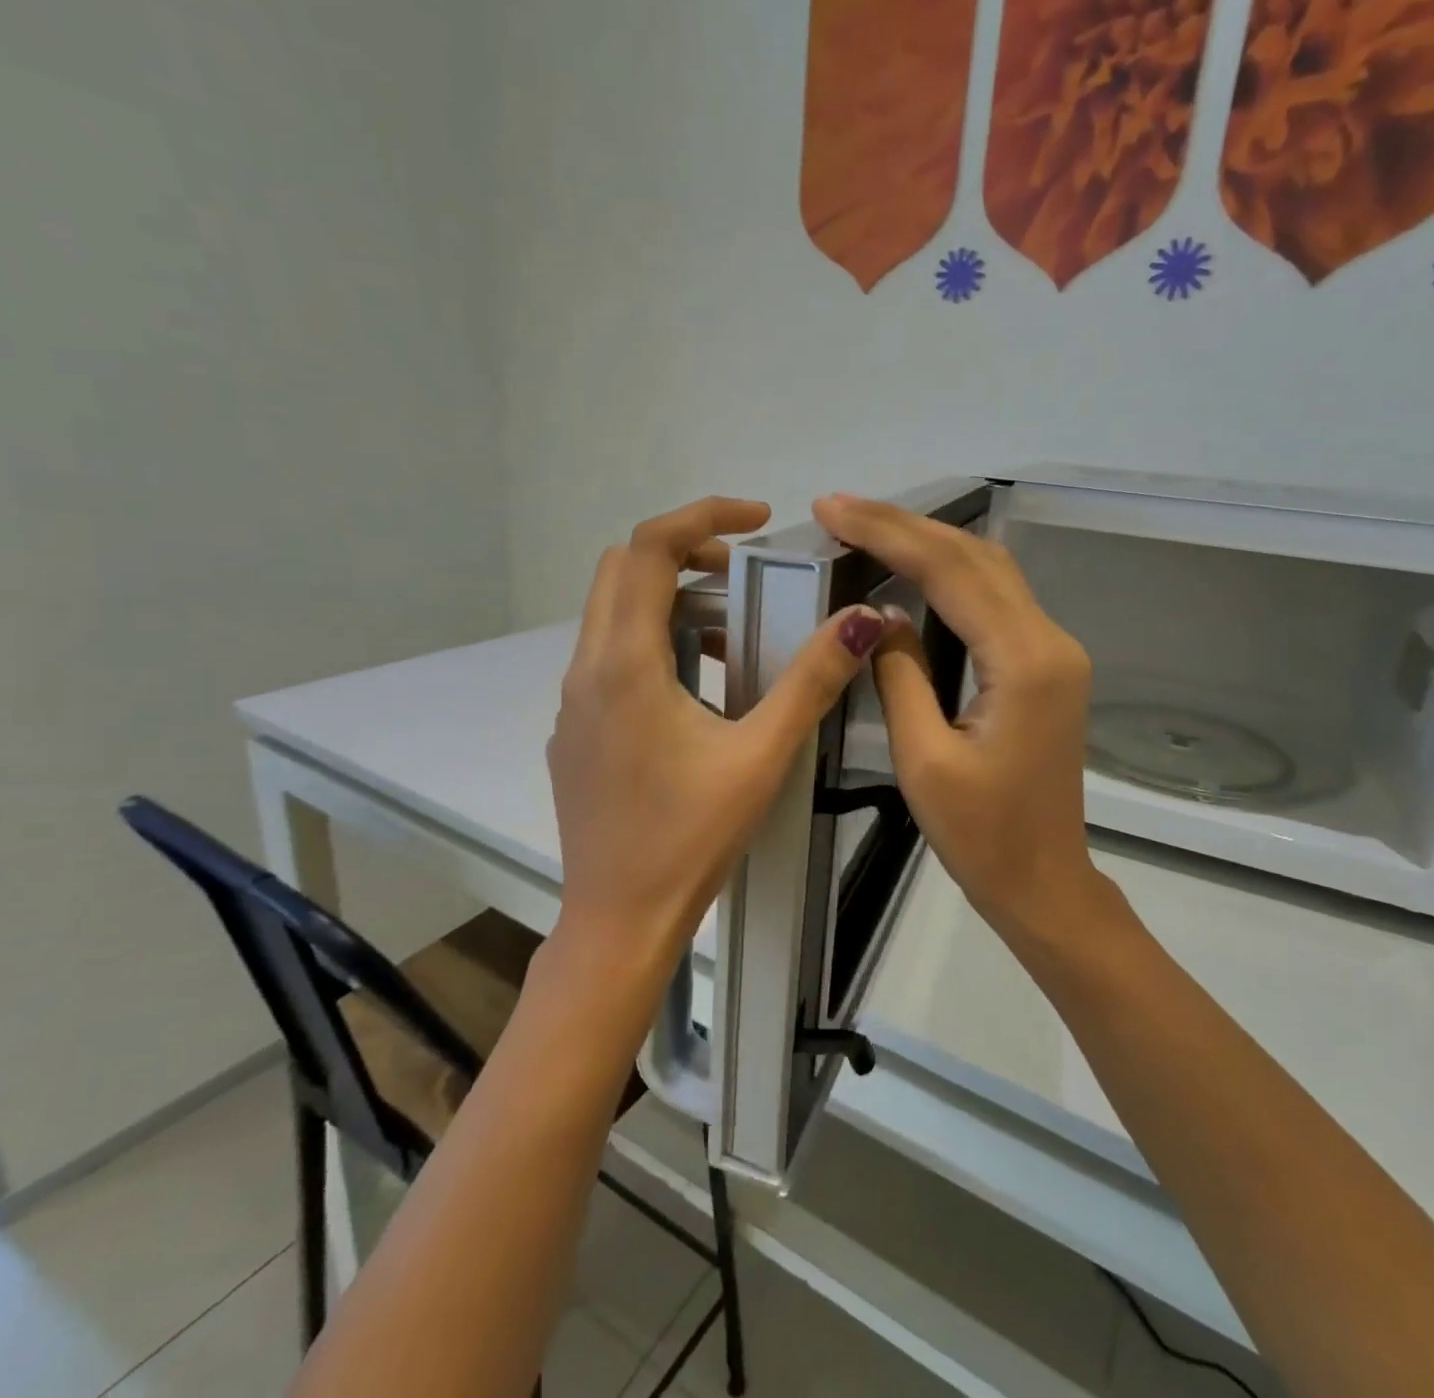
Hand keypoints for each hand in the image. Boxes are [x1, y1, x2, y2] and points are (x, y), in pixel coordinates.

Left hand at [548, 497, 886, 973]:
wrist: (619, 918)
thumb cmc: (690, 838)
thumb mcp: (760, 756)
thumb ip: (810, 683)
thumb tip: (860, 622)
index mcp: (624, 665)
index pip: (647, 548)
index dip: (703, 515)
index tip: (759, 519)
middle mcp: (586, 671)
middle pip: (622, 572)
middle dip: (685, 552)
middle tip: (746, 574)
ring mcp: (573, 703)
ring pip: (614, 616)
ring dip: (670, 601)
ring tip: (732, 633)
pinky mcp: (576, 732)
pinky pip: (610, 659)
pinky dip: (653, 643)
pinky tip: (700, 689)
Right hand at [812, 493, 1103, 942]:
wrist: (1044, 883)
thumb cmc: (982, 838)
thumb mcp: (923, 759)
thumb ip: (900, 674)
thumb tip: (881, 614)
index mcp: (1024, 663)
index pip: (950, 572)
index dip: (887, 533)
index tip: (831, 509)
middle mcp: (1050, 642)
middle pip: (975, 558)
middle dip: (905, 526)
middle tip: (839, 509)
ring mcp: (1054, 652)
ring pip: (990, 572)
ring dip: (929, 544)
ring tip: (866, 529)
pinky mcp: (1046, 667)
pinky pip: (996, 601)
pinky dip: (951, 575)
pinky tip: (913, 569)